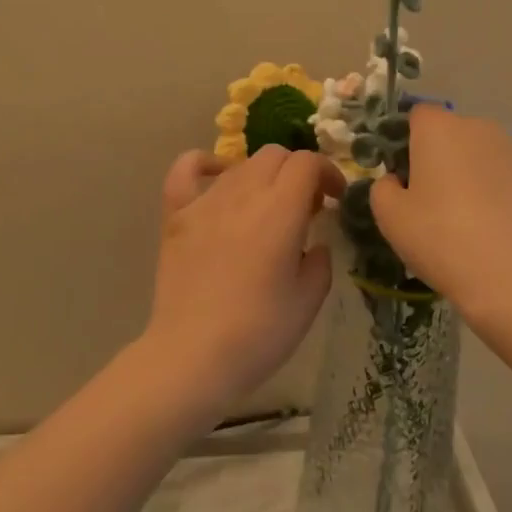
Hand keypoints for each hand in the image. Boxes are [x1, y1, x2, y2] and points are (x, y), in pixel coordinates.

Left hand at [148, 145, 344, 415]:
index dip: (327, 172)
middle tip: (305, 207)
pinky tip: (217, 178)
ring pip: (240, 164)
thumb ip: (320, 258)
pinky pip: (186, 169)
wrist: (193, 356)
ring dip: (262, 176)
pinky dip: (205, 165)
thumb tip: (313, 240)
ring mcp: (205, 201)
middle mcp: (242, 194)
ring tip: (267, 208)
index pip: (307, 162)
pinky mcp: (176, 215)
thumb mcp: (309, 299)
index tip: (335, 199)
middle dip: (298, 172)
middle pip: (275, 155)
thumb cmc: (259, 332)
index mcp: (280, 210)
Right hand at [369, 107, 511, 333]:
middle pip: (454, 134)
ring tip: (473, 220)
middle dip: (444, 158)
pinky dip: (505, 194)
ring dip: (476, 175)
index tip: (407, 176)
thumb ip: (384, 188)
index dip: (409, 142)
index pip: (419, 115)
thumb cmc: (440, 238)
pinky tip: (502, 229)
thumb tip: (398, 181)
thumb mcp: (390, 217)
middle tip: (436, 202)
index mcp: (439, 129)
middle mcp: (480, 128)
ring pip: (486, 155)